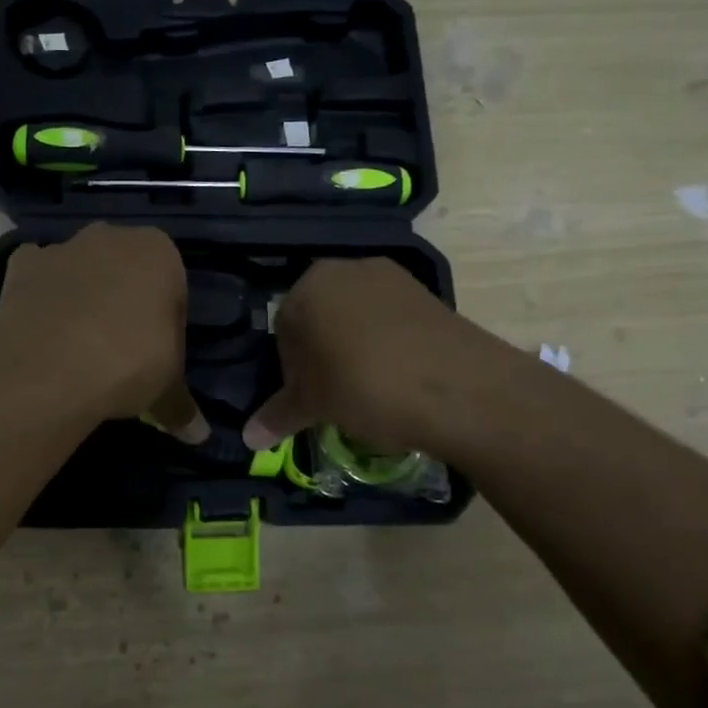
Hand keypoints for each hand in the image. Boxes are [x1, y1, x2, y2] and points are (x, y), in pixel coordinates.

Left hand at [0, 224, 206, 440]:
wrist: (51, 368)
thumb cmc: (129, 363)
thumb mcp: (166, 388)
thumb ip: (181, 405)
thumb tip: (198, 435)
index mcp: (159, 251)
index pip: (173, 286)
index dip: (166, 323)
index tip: (156, 354)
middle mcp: (111, 236)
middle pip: (125, 270)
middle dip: (124, 301)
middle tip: (120, 350)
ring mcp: (62, 247)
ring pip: (80, 270)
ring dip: (82, 296)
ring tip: (77, 347)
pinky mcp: (21, 265)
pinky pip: (37, 277)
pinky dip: (39, 296)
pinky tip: (42, 331)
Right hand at [243, 257, 522, 457]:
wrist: (460, 389)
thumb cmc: (365, 387)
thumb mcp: (314, 405)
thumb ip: (277, 415)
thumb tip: (248, 438)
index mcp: (309, 284)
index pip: (282, 328)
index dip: (291, 368)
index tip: (307, 398)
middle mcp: (347, 269)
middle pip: (319, 317)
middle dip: (321, 355)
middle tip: (333, 395)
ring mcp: (391, 277)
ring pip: (355, 317)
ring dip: (353, 349)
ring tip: (367, 389)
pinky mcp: (427, 294)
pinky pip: (389, 320)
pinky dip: (385, 345)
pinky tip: (396, 378)